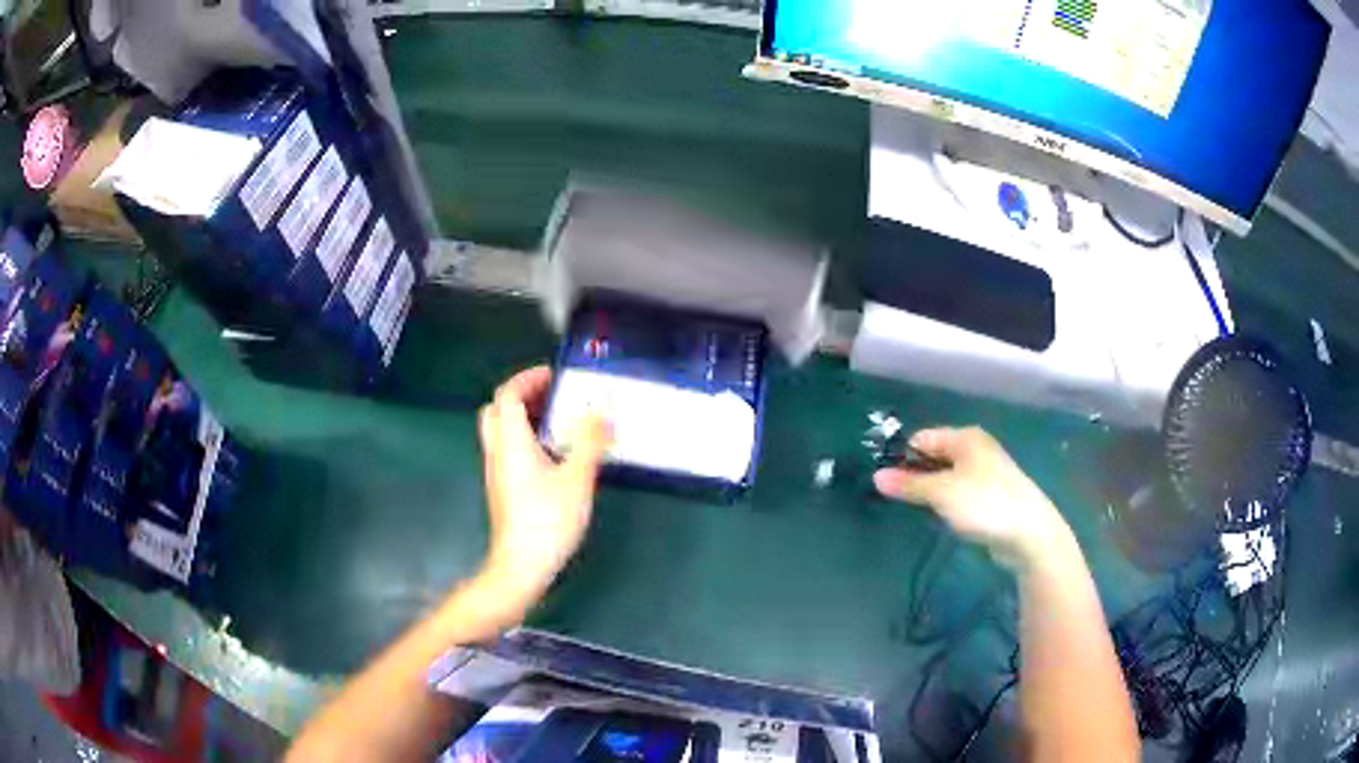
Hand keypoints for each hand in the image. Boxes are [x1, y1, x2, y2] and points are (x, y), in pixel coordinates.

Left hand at [477, 366, 611, 606]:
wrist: (521, 565)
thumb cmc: (547, 520)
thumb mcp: (577, 478)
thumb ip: (589, 441)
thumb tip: (601, 413)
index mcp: (511, 441)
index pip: (508, 395)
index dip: (528, 379)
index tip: (554, 375)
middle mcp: (497, 451)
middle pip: (497, 409)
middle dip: (522, 395)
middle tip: (552, 396)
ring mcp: (496, 472)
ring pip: (500, 431)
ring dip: (523, 417)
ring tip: (558, 422)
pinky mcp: (502, 489)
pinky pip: (506, 450)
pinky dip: (524, 439)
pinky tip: (552, 455)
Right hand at [874, 427, 1072, 570]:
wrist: (1029, 533)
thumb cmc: (984, 504)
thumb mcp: (941, 493)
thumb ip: (909, 485)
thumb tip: (876, 477)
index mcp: (965, 438)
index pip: (922, 438)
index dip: (902, 457)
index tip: (885, 482)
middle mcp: (976, 449)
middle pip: (935, 455)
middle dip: (915, 474)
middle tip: (895, 498)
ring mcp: (986, 472)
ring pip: (948, 475)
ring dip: (931, 490)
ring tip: (916, 509)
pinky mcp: (992, 496)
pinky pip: (960, 492)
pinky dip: (948, 501)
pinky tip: (942, 517)